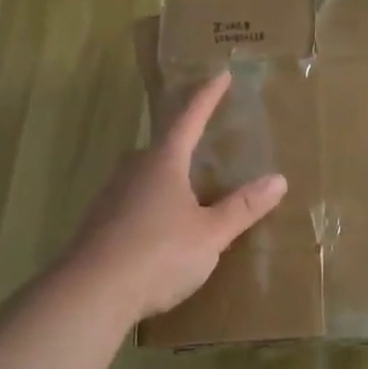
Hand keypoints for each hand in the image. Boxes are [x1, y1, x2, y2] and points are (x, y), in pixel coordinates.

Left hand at [61, 71, 287, 323]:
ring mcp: (111, 197)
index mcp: (164, 163)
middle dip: (184, 139)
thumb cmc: (157, 254)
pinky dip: (153, 202)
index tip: (220, 74)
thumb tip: (278, 179)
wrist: (89, 295)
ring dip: (167, 173)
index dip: (207, 97)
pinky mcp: (99, 224)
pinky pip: (133, 200)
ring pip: (145, 174)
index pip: (189, 118)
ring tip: (188, 185)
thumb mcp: (211, 234)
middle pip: (163, 145)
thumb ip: (242, 207)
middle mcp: (134, 170)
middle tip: (206, 138)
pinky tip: (161, 225)